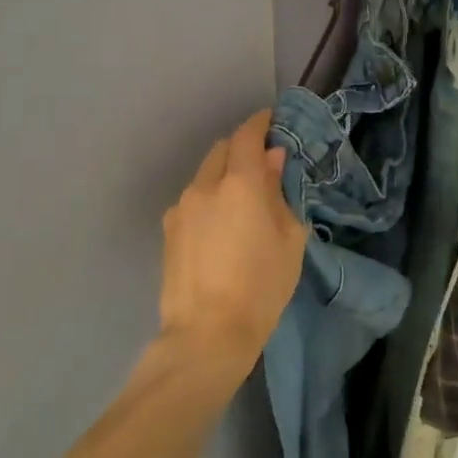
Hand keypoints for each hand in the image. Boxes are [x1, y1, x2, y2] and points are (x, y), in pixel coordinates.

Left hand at [159, 110, 306, 373]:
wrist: (207, 334)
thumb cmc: (262, 286)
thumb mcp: (289, 238)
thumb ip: (279, 192)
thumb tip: (272, 160)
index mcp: (239, 182)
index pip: (248, 135)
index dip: (261, 124)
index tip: (273, 122)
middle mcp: (205, 185)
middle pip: (223, 150)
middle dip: (242, 150)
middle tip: (263, 168)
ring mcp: (181, 207)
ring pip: (205, 175)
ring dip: (224, 175)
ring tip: (241, 203)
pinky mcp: (168, 229)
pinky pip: (193, 199)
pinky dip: (208, 198)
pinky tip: (219, 227)